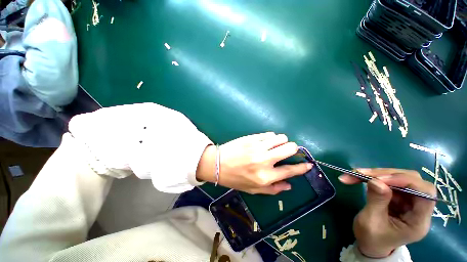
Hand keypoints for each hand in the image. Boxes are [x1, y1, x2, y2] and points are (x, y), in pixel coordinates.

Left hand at [196, 132, 311, 194]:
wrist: (217, 164)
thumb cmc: (235, 178)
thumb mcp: (253, 189)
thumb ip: (273, 189)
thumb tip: (289, 185)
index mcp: (265, 176)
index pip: (290, 170)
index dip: (302, 167)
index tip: (308, 164)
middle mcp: (264, 160)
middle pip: (289, 148)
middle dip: (293, 149)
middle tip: (287, 151)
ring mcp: (258, 146)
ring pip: (281, 138)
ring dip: (282, 141)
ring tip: (275, 146)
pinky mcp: (252, 138)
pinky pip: (269, 134)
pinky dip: (272, 138)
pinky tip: (266, 141)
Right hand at [339, 169, 435, 257]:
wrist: (370, 244)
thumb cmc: (371, 238)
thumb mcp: (371, 222)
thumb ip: (376, 201)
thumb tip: (376, 181)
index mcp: (418, 221)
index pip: (425, 193)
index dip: (406, 181)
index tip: (379, 179)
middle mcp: (418, 208)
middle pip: (412, 180)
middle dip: (386, 174)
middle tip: (361, 173)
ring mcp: (408, 200)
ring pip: (398, 177)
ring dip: (376, 174)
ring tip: (355, 174)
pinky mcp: (398, 196)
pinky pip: (388, 180)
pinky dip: (372, 177)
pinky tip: (358, 177)